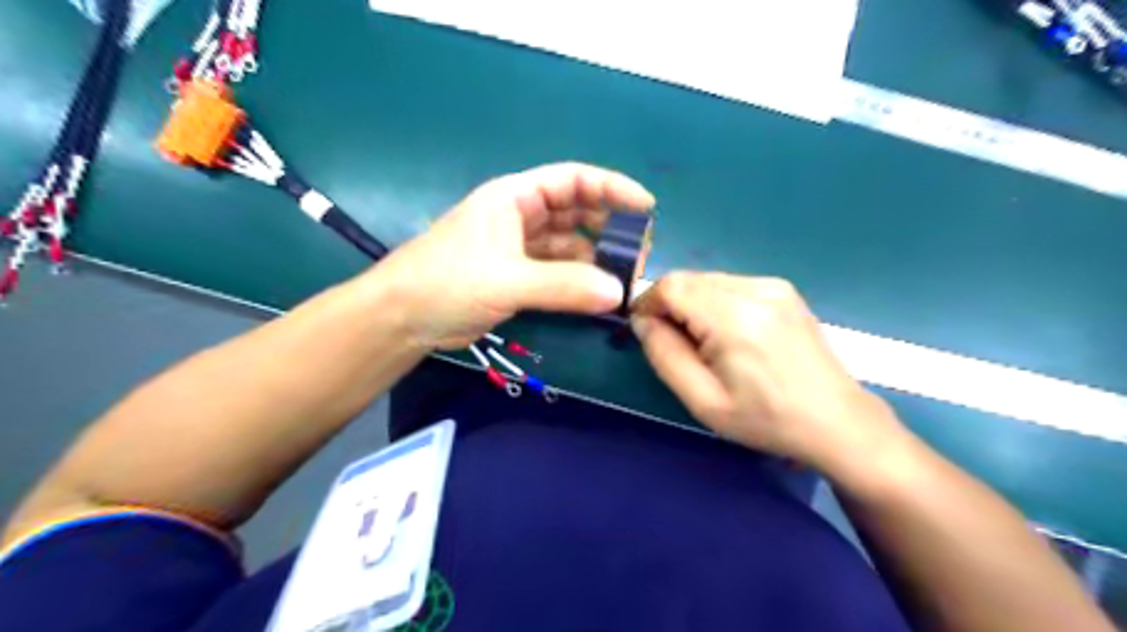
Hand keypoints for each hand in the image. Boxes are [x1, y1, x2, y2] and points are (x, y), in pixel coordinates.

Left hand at [366, 162, 656, 349]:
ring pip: (569, 245)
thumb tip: (618, 293)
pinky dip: (579, 280)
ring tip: (625, 277)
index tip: (646, 208)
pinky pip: (559, 272)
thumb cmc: (446, 282)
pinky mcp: (517, 277)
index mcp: (515, 197)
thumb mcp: (506, 280)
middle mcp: (520, 217)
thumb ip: (563, 286)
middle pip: (576, 211)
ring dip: (596, 257)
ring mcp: (519, 248)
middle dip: (610, 226)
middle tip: (641, 251)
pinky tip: (599, 293)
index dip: (612, 188)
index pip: (573, 180)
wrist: (402, 319)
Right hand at [632, 271, 903, 473]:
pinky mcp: (784, 291)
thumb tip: (642, 321)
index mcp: (734, 318)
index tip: (644, 331)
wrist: (836, 421)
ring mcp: (774, 286)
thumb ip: (665, 355)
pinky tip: (727, 334)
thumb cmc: (766, 419)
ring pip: (708, 280)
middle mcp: (755, 289)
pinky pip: (731, 285)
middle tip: (673, 343)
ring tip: (703, 342)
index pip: (671, 285)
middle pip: (689, 278)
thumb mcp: (704, 400)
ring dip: (691, 303)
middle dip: (668, 305)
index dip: (648, 303)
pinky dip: (714, 302)